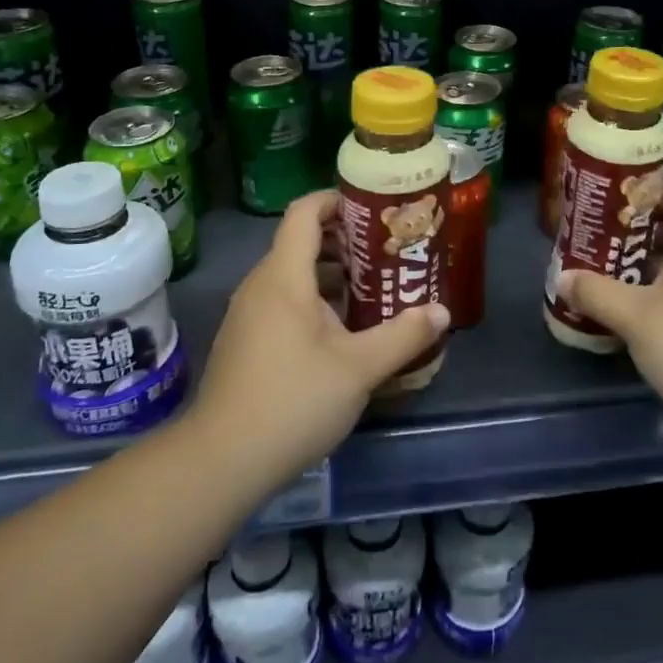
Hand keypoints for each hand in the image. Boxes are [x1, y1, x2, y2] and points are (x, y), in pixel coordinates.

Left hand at [191, 190, 449, 497]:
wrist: (221, 461)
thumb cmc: (293, 400)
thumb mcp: (359, 368)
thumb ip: (403, 336)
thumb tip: (441, 312)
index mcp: (284, 276)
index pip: (305, 213)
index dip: (337, 200)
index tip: (373, 209)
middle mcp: (261, 285)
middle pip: (301, 242)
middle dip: (345, 241)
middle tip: (387, 252)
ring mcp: (248, 314)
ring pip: (293, 275)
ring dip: (332, 274)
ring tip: (372, 289)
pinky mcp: (245, 341)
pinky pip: (282, 302)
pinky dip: (313, 300)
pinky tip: (342, 331)